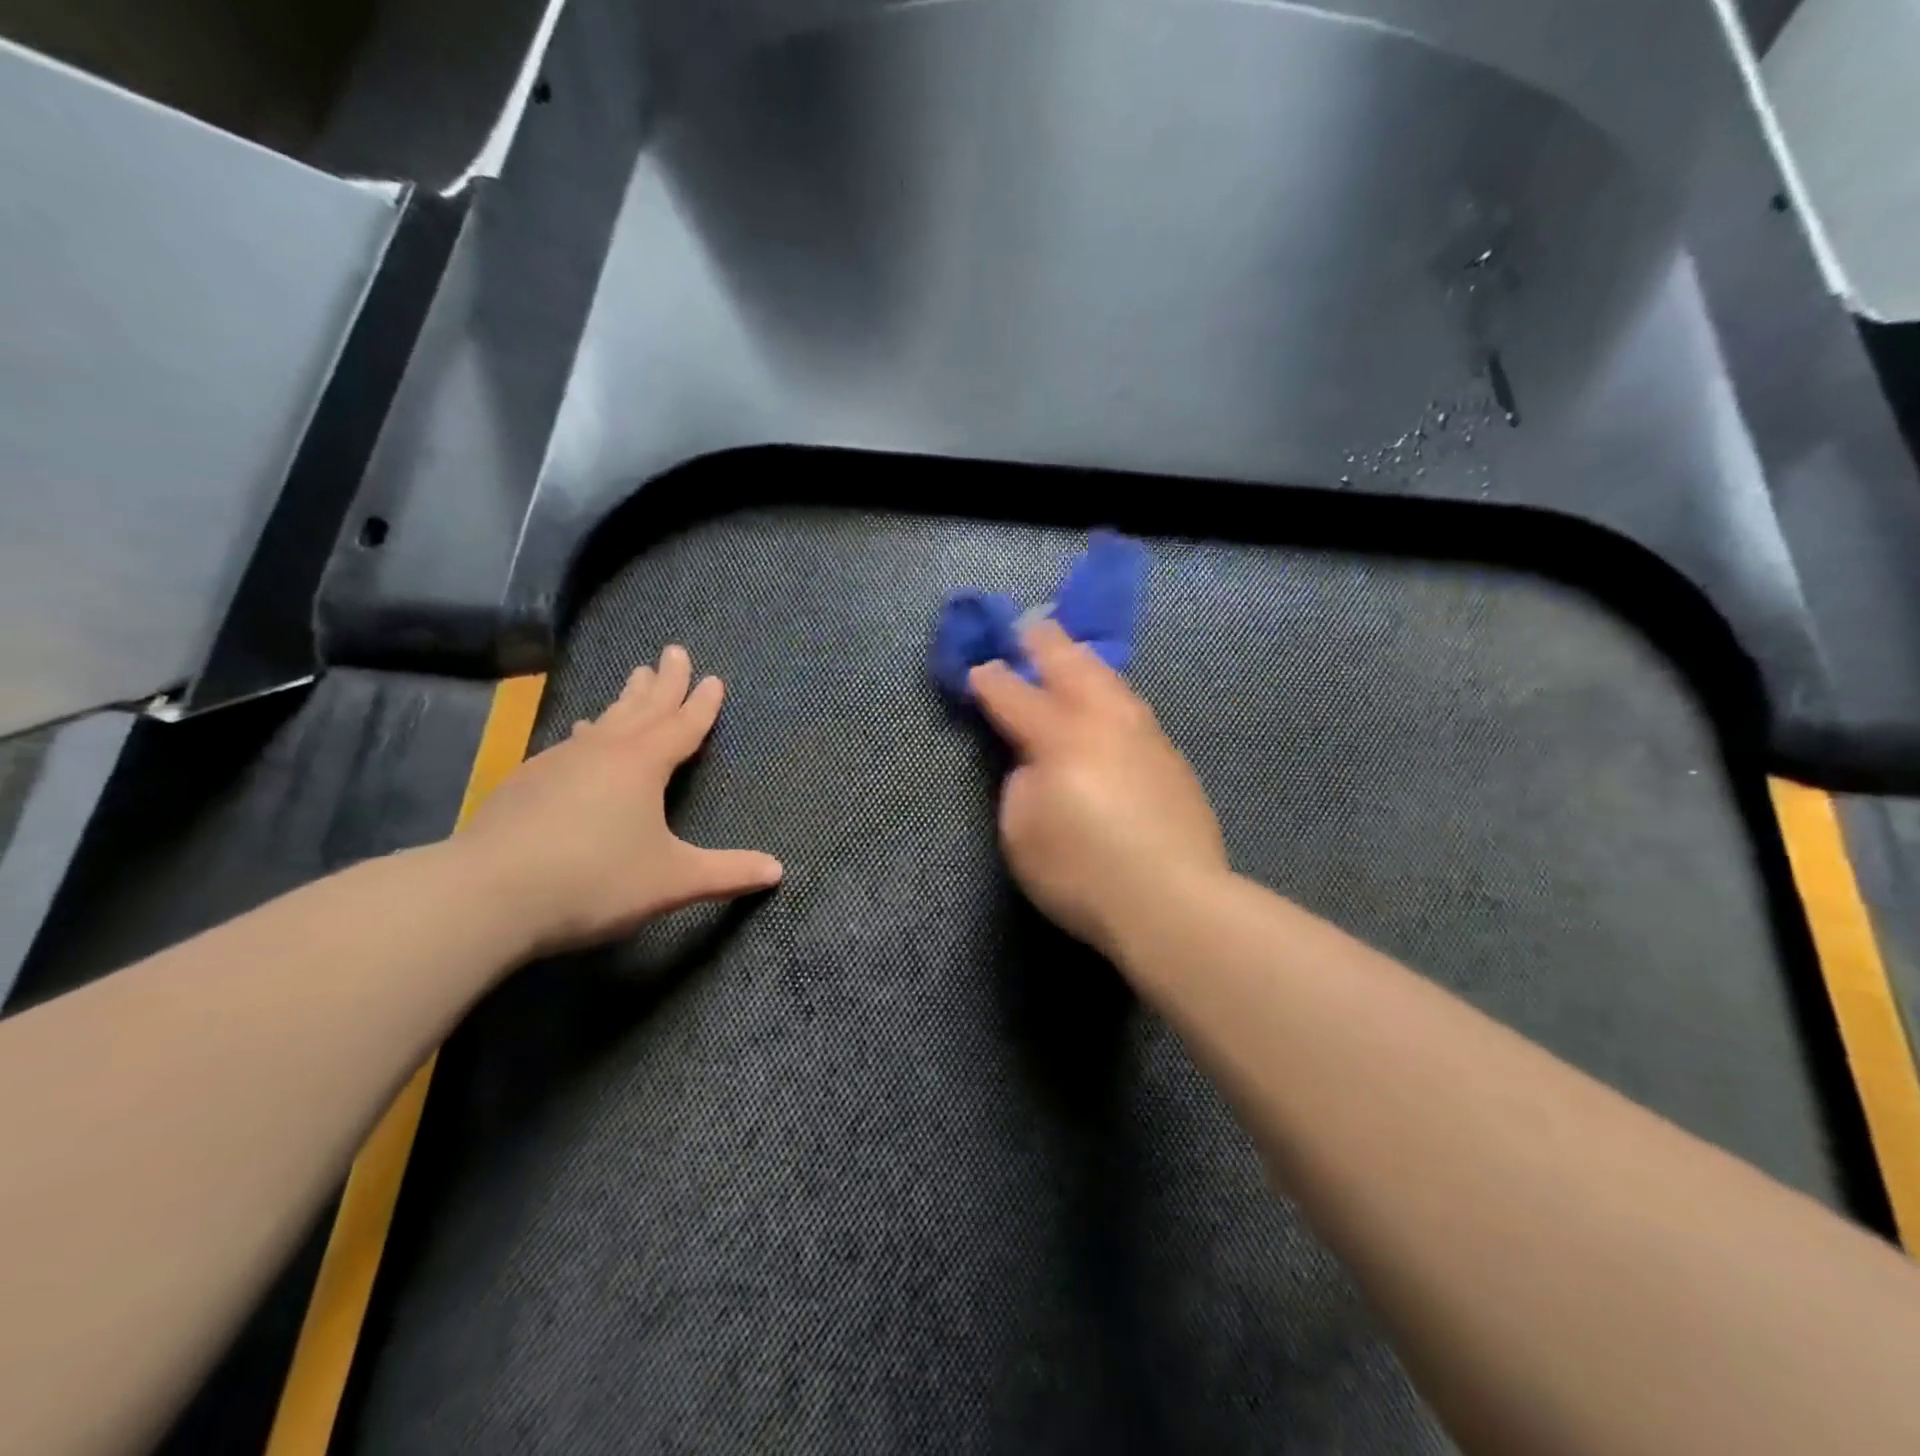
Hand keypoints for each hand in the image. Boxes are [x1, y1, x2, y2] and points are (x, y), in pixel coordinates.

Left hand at [459, 645, 782, 954]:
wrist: (485, 895)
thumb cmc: (594, 880)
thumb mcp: (671, 880)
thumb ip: (726, 873)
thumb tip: (778, 871)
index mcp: (643, 765)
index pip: (682, 726)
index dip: (702, 705)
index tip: (713, 678)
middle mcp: (603, 752)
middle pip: (642, 708)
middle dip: (664, 681)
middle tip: (674, 651)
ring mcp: (560, 762)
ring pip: (605, 720)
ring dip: (626, 699)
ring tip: (634, 678)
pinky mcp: (526, 781)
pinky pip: (572, 743)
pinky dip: (589, 732)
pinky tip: (580, 736)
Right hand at [969, 620, 1227, 957]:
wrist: (1172, 901)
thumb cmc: (1081, 871)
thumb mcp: (1022, 831)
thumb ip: (1020, 782)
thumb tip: (1033, 759)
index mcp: (1059, 736)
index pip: (1015, 696)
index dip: (991, 680)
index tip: (978, 668)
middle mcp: (1104, 722)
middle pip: (1071, 667)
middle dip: (1045, 644)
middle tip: (1031, 625)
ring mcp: (1145, 736)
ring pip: (1112, 682)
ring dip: (1086, 663)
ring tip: (1074, 653)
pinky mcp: (1171, 759)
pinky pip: (1134, 709)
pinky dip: (1114, 694)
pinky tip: (1113, 703)